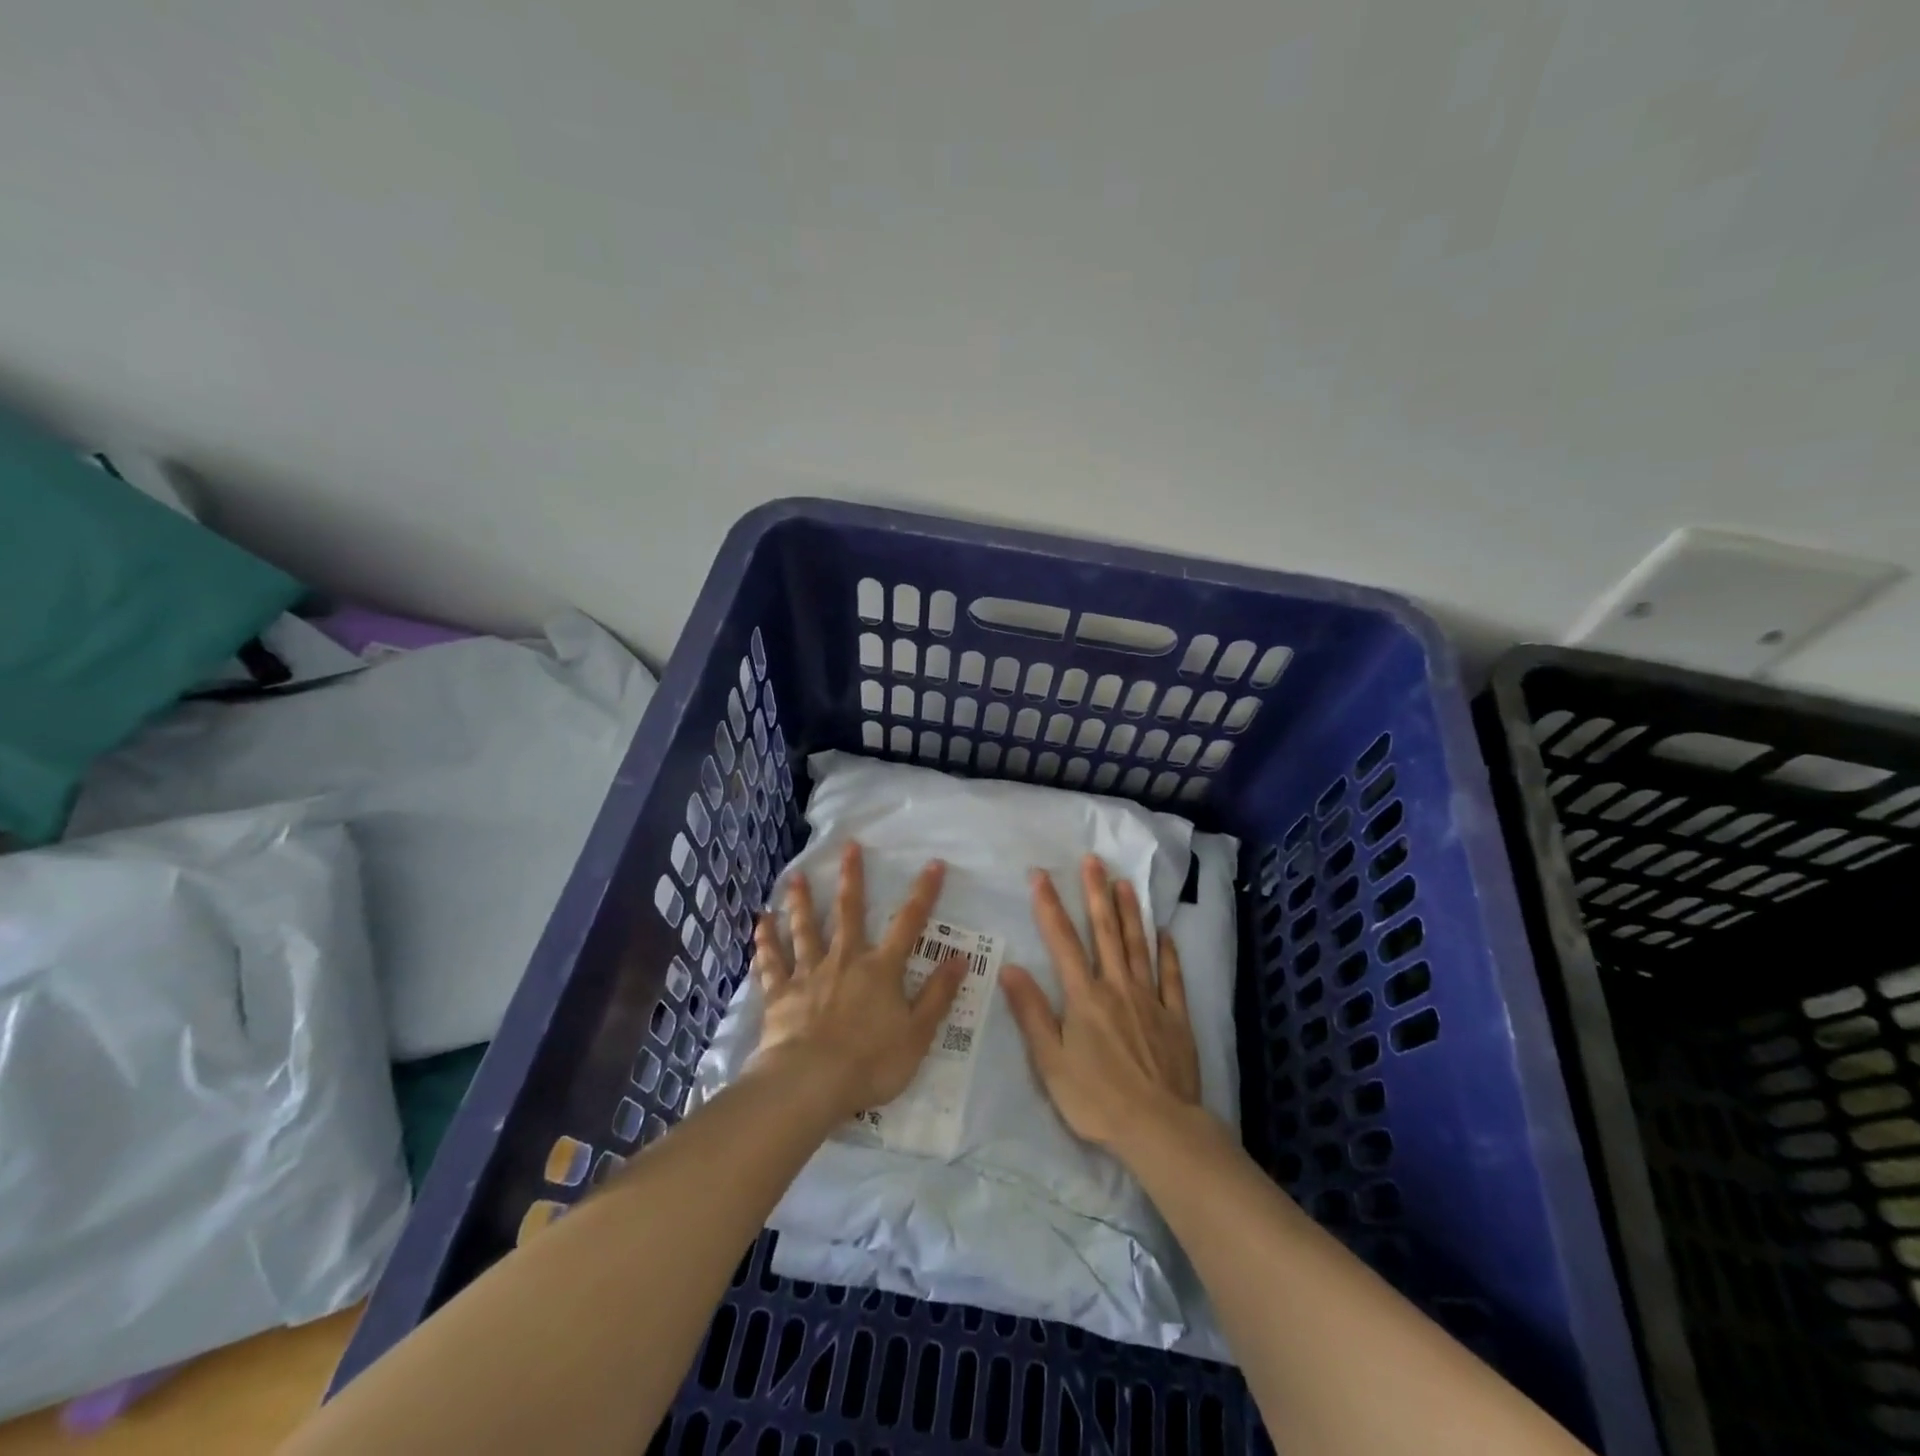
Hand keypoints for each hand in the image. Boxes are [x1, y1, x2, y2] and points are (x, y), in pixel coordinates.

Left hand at [752, 842, 966, 1119]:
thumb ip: (938, 994)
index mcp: (881, 970)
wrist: (811, 1083)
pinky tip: (761, 921)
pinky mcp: (780, 994)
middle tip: (849, 846)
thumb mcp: (918, 1033)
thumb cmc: (871, 1062)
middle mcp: (845, 960)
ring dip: (801, 902)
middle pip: (849, 912)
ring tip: (795, 877)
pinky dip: (766, 941)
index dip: (923, 893)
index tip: (933, 864)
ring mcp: (809, 974)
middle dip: (852, 878)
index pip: (909, 923)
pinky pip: (771, 962)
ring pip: (805, 930)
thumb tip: (960, 957)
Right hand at [1000, 856, 1205, 1154]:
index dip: (1049, 906)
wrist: (1158, 1128)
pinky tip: (1165, 934)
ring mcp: (1150, 999)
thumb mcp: (1050, 1061)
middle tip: (1093, 860)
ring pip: (1138, 946)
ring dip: (1130, 912)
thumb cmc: (1096, 1099)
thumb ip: (1031, 1012)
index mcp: (1084, 997)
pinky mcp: (1176, 1018)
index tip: (1040, 875)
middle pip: (1105, 932)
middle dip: (1096, 893)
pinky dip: (1168, 953)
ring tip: (1125, 882)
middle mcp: (1117, 987)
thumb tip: (1010, 967)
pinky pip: (1172, 977)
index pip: (1063, 941)